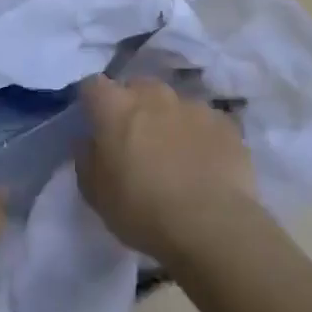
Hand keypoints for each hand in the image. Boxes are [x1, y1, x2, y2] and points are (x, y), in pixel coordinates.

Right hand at [76, 75, 256, 262]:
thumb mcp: (95, 194)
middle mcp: (153, 94)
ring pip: (173, 104)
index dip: (93, 102)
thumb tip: (89, 141)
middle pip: (137, 88)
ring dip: (169, 121)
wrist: (211, 225)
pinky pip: (205, 122)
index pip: (93, 86)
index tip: (96, 124)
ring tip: (175, 156)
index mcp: (115, 106)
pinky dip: (200, 136)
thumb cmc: (142, 209)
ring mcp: (192, 105)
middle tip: (136, 141)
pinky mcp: (225, 123)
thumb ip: (86, 158)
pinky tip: (205, 165)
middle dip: (134, 107)